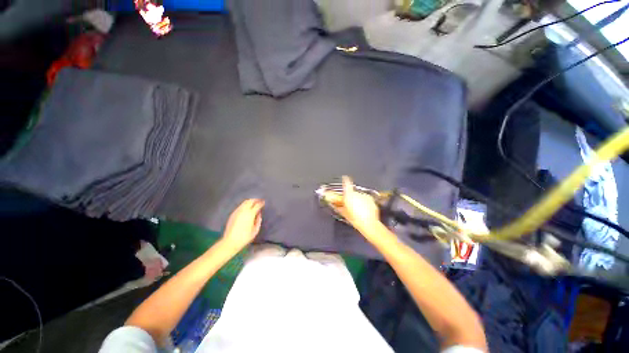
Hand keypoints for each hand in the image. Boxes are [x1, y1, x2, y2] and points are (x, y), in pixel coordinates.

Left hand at [222, 199, 264, 249]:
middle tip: (259, 200)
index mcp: (250, 214)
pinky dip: (245, 204)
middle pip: (250, 201)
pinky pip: (240, 206)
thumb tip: (259, 214)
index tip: (264, 202)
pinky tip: (247, 207)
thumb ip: (258, 220)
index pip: (257, 205)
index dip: (261, 203)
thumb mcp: (255, 230)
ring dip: (250, 201)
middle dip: (256, 199)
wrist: (230, 241)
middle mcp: (244, 210)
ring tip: (254, 202)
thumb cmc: (245, 237)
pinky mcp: (233, 214)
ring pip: (244, 202)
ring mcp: (237, 211)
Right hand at [324, 176, 380, 232]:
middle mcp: (357, 193)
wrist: (369, 223)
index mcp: (349, 195)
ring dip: (358, 200)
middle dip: (351, 197)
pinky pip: (365, 199)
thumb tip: (334, 204)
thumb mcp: (344, 213)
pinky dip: (364, 202)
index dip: (345, 180)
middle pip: (352, 192)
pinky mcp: (371, 199)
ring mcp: (365, 195)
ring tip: (358, 209)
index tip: (345, 178)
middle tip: (350, 205)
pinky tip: (364, 210)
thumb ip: (338, 206)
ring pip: (359, 196)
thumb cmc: (355, 219)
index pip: (347, 183)